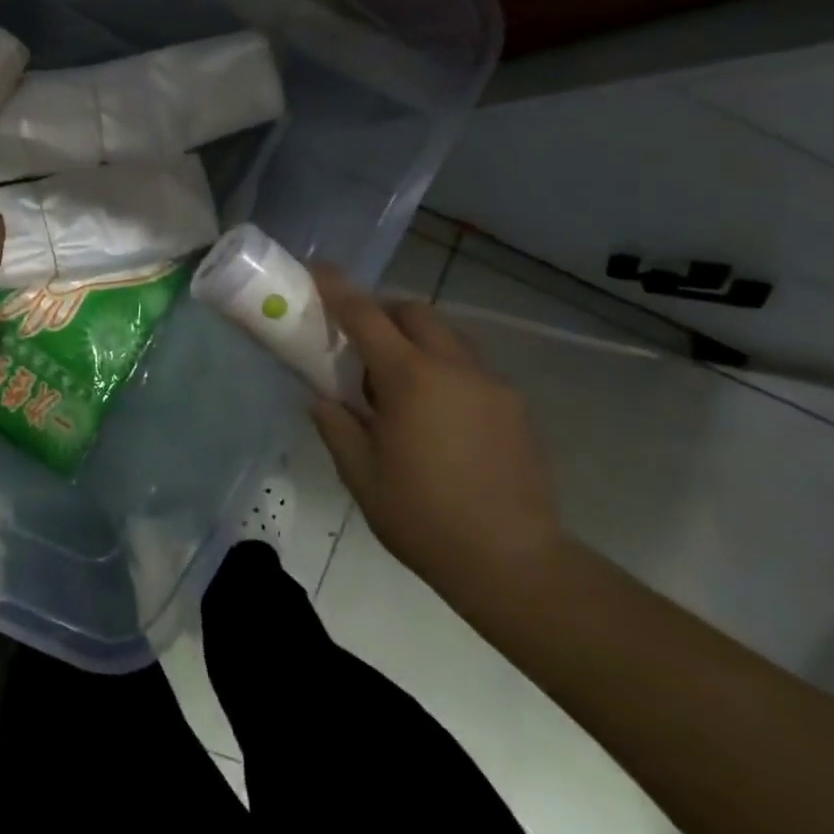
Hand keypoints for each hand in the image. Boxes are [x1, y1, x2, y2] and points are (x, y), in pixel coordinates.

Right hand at [309, 266, 563, 597]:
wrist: (515, 563)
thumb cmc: (424, 518)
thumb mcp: (361, 475)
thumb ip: (336, 426)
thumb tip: (323, 399)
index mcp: (409, 379)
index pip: (366, 316)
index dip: (338, 289)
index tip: (319, 270)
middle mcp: (454, 368)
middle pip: (415, 313)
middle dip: (385, 314)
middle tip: (363, 347)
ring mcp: (491, 385)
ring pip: (448, 337)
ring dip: (418, 343)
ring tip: (402, 389)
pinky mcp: (515, 408)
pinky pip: (471, 369)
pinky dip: (446, 372)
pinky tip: (439, 419)